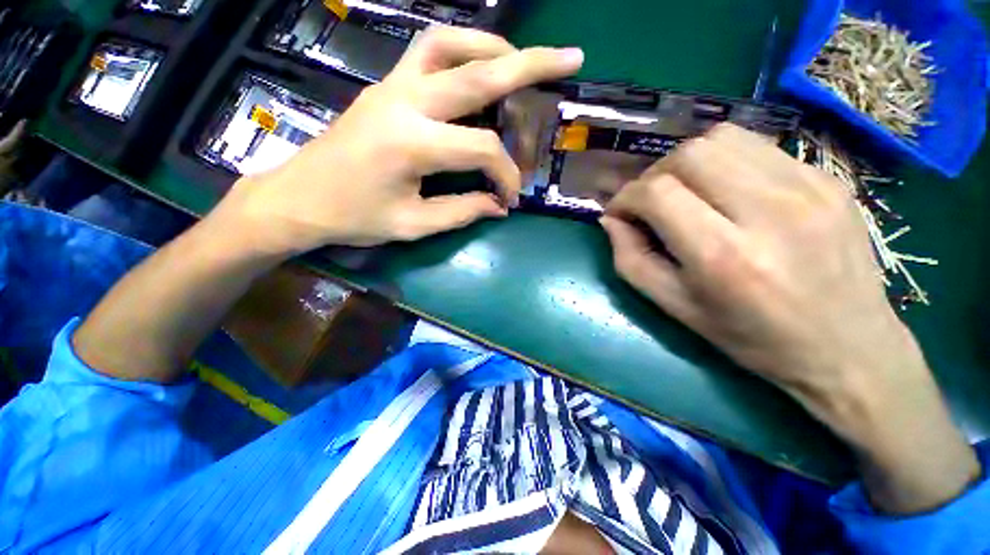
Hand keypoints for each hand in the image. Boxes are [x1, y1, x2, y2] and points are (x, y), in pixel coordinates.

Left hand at [215, 27, 583, 253]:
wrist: (298, 198)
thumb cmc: (353, 218)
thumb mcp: (414, 225)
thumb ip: (462, 212)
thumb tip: (498, 206)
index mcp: (411, 144)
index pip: (482, 149)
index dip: (505, 175)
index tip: (509, 200)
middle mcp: (404, 102)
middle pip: (477, 71)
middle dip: (529, 65)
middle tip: (570, 58)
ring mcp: (391, 86)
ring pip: (449, 43)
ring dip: (492, 45)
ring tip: (522, 60)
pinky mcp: (385, 86)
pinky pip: (428, 51)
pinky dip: (462, 49)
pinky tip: (479, 65)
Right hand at [601, 124, 979, 512]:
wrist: (851, 357)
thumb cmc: (749, 345)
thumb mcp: (672, 310)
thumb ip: (633, 260)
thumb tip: (613, 224)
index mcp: (720, 256)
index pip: (654, 195)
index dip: (626, 199)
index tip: (615, 212)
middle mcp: (762, 211)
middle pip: (688, 156)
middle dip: (652, 175)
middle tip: (644, 201)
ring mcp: (803, 189)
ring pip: (721, 140)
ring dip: (685, 163)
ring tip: (677, 192)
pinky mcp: (824, 182)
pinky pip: (754, 147)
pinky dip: (721, 161)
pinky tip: (719, 189)